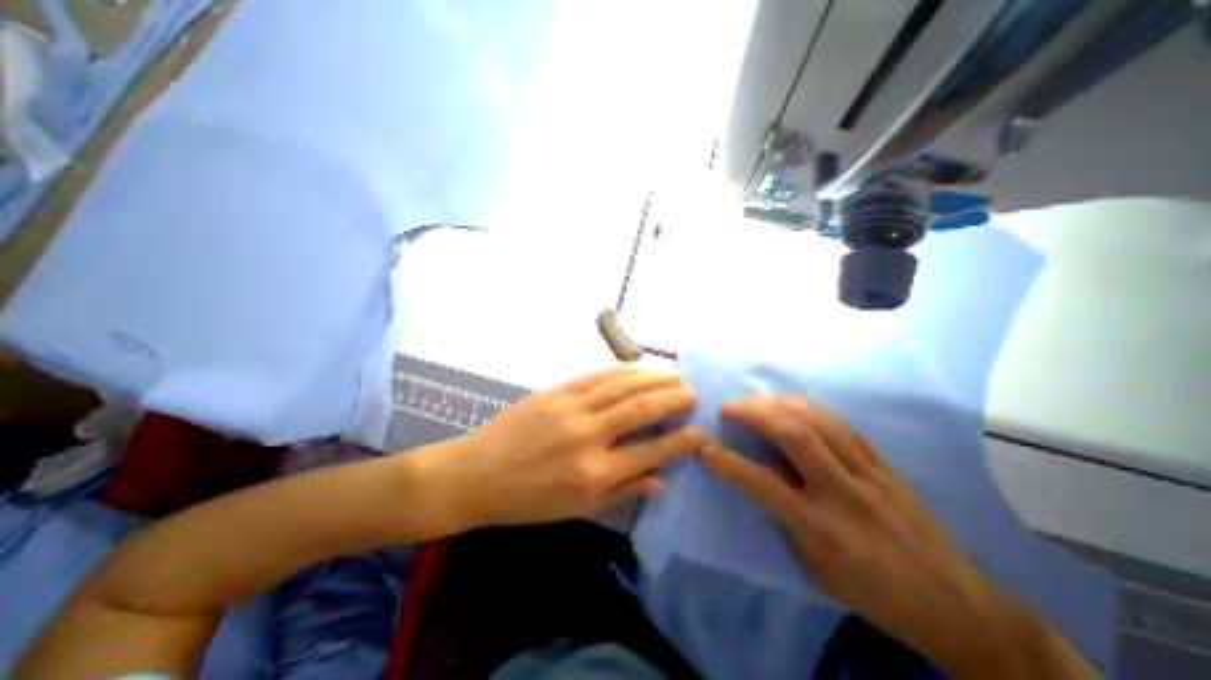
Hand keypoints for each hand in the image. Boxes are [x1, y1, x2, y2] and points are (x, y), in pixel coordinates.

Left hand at [413, 367, 701, 531]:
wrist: (476, 474)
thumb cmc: (527, 500)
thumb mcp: (576, 510)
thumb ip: (622, 492)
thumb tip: (661, 480)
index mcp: (594, 473)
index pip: (651, 452)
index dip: (680, 440)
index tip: (699, 431)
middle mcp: (588, 435)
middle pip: (641, 409)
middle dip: (673, 398)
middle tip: (693, 393)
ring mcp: (570, 408)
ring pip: (622, 386)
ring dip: (652, 379)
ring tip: (674, 376)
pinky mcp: (556, 391)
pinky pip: (596, 376)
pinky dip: (622, 371)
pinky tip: (638, 369)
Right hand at [697, 395, 1104, 675]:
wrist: (955, 607)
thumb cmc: (871, 593)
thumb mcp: (816, 567)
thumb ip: (786, 518)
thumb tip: (763, 475)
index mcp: (823, 529)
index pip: (764, 485)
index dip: (729, 463)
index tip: (704, 447)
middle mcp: (844, 494)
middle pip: (796, 438)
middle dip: (756, 415)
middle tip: (729, 406)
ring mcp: (869, 475)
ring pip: (821, 424)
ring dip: (782, 405)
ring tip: (758, 399)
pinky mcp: (885, 466)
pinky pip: (845, 428)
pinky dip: (814, 411)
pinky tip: (796, 405)